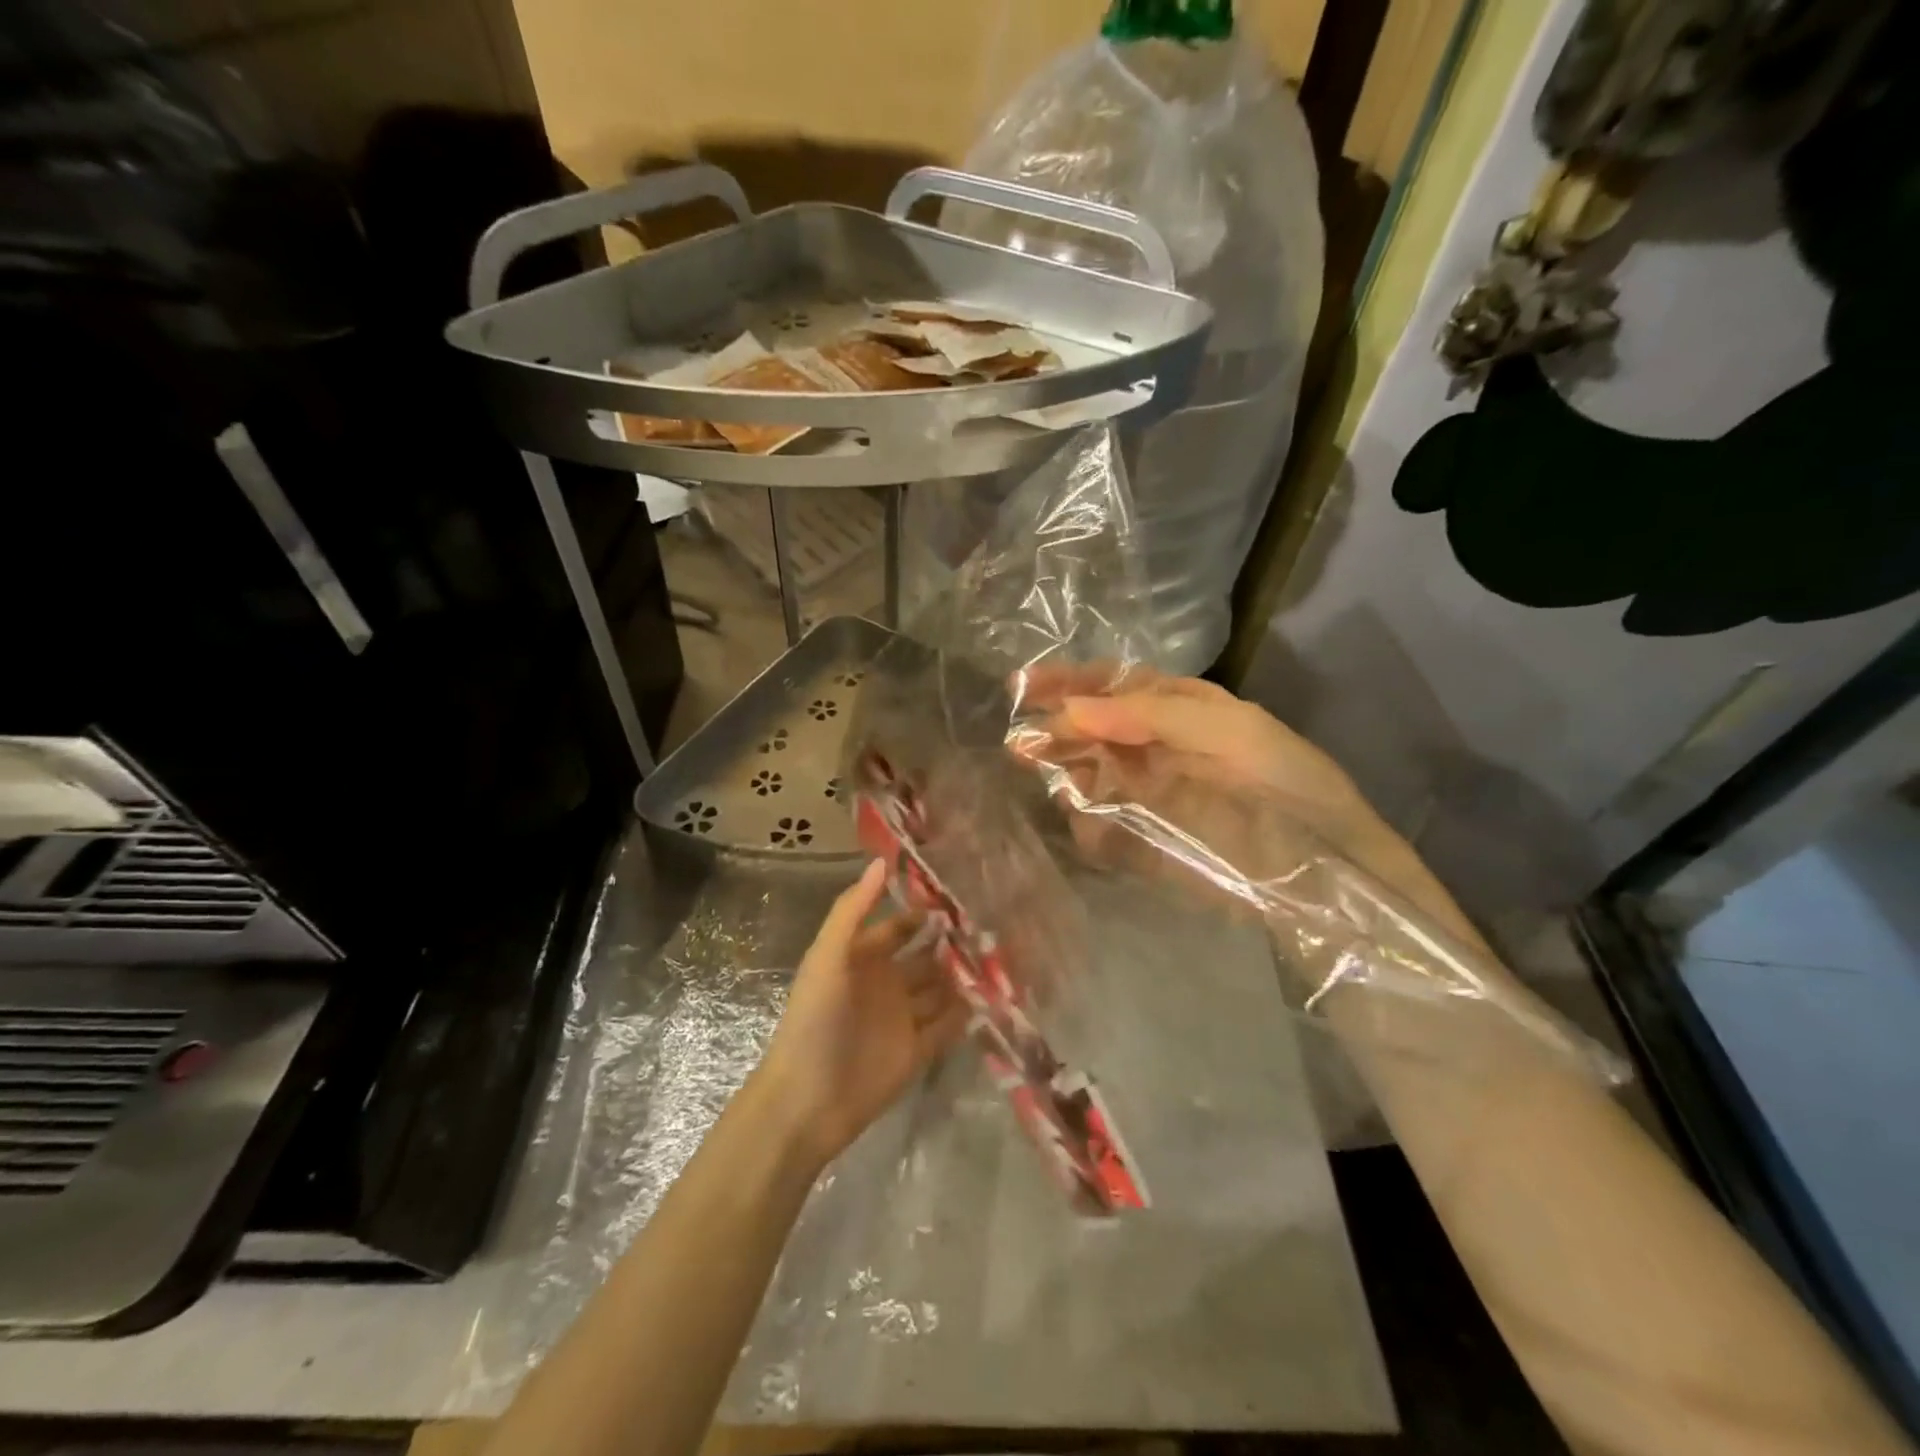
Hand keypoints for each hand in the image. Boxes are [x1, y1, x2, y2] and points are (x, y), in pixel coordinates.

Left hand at [755, 861, 968, 1167]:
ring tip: (1004, 956)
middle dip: (953, 943)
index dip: (924, 913)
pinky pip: (948, 1027)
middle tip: (995, 924)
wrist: (807, 1101)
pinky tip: (996, 996)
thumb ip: (852, 910)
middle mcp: (886, 984)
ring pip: (941, 989)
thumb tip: (881, 861)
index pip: (900, 927)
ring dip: (965, 975)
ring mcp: (903, 1019)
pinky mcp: (918, 1052)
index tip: (961, 895)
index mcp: (863, 959)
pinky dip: (967, 1013)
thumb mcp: (827, 957)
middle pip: (926, 957)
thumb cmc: (814, 1021)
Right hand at [1013, 667, 1483, 950]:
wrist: (1324, 868)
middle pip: (1092, 729)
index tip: (1021, 688)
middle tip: (1019, 745)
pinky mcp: (1144, 840)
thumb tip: (1070, 709)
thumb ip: (1147, 714)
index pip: (1112, 684)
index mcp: (1180, 707)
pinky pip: (1100, 826)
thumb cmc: (1283, 783)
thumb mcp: (1223, 730)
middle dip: (1055, 731)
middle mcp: (1157, 745)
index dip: (1068, 682)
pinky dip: (1086, 825)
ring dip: (1062, 775)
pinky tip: (1084, 826)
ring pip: (1088, 776)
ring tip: (1037, 778)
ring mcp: (1147, 793)